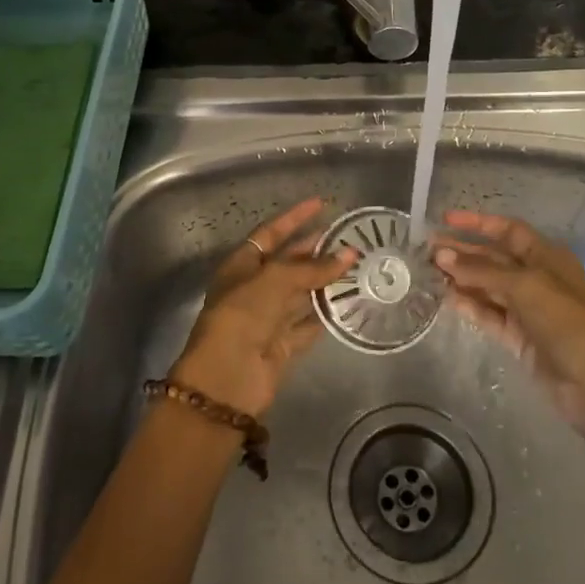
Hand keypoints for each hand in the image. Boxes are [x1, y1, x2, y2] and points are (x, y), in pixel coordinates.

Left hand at [170, 197, 357, 417]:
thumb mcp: (274, 281)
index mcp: (241, 266)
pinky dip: (327, 315)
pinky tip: (351, 303)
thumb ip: (311, 268)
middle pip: (289, 263)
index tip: (321, 204)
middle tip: (350, 238)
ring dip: (326, 281)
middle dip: (316, 250)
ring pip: (301, 293)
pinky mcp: (282, 345)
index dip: (294, 218)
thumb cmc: (241, 317)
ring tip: (358, 266)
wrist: (226, 380)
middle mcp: (253, 289)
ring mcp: (268, 318)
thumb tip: (349, 254)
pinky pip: (308, 324)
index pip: (271, 233)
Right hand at [434, 209, 584, 445]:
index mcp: (547, 257)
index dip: (478, 223)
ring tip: (427, 271)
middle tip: (426, 250)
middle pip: (493, 258)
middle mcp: (535, 277)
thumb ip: (481, 271)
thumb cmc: (567, 322)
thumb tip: (441, 255)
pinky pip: (487, 313)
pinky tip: (444, 297)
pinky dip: (467, 304)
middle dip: (462, 251)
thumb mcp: (526, 287)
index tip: (445, 219)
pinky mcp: (516, 336)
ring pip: (486, 286)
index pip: (508, 230)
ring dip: (460, 278)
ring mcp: (525, 308)